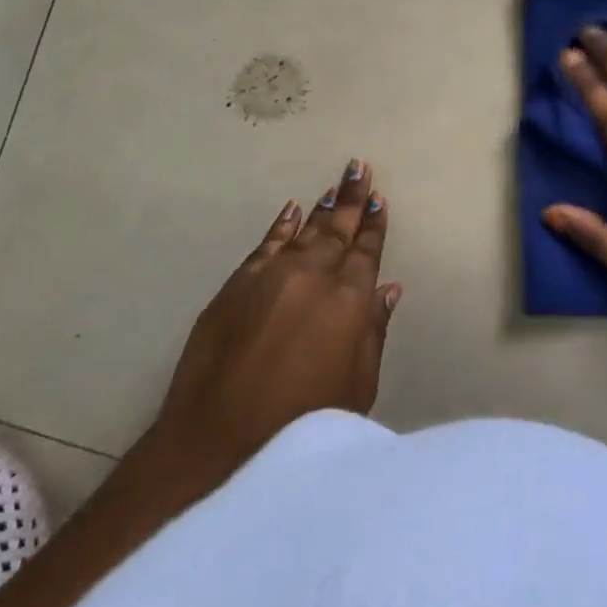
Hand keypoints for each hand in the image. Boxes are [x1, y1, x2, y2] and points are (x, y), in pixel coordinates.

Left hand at [149, 159, 400, 474]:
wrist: (218, 438)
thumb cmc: (302, 422)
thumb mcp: (356, 386)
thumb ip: (374, 331)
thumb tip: (389, 288)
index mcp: (349, 300)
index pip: (367, 251)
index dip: (375, 225)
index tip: (380, 199)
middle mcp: (314, 275)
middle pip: (338, 230)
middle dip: (353, 199)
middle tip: (360, 168)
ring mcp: (273, 274)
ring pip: (305, 230)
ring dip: (323, 207)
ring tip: (336, 184)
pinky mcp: (239, 282)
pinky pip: (267, 242)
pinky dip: (281, 224)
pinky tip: (292, 209)